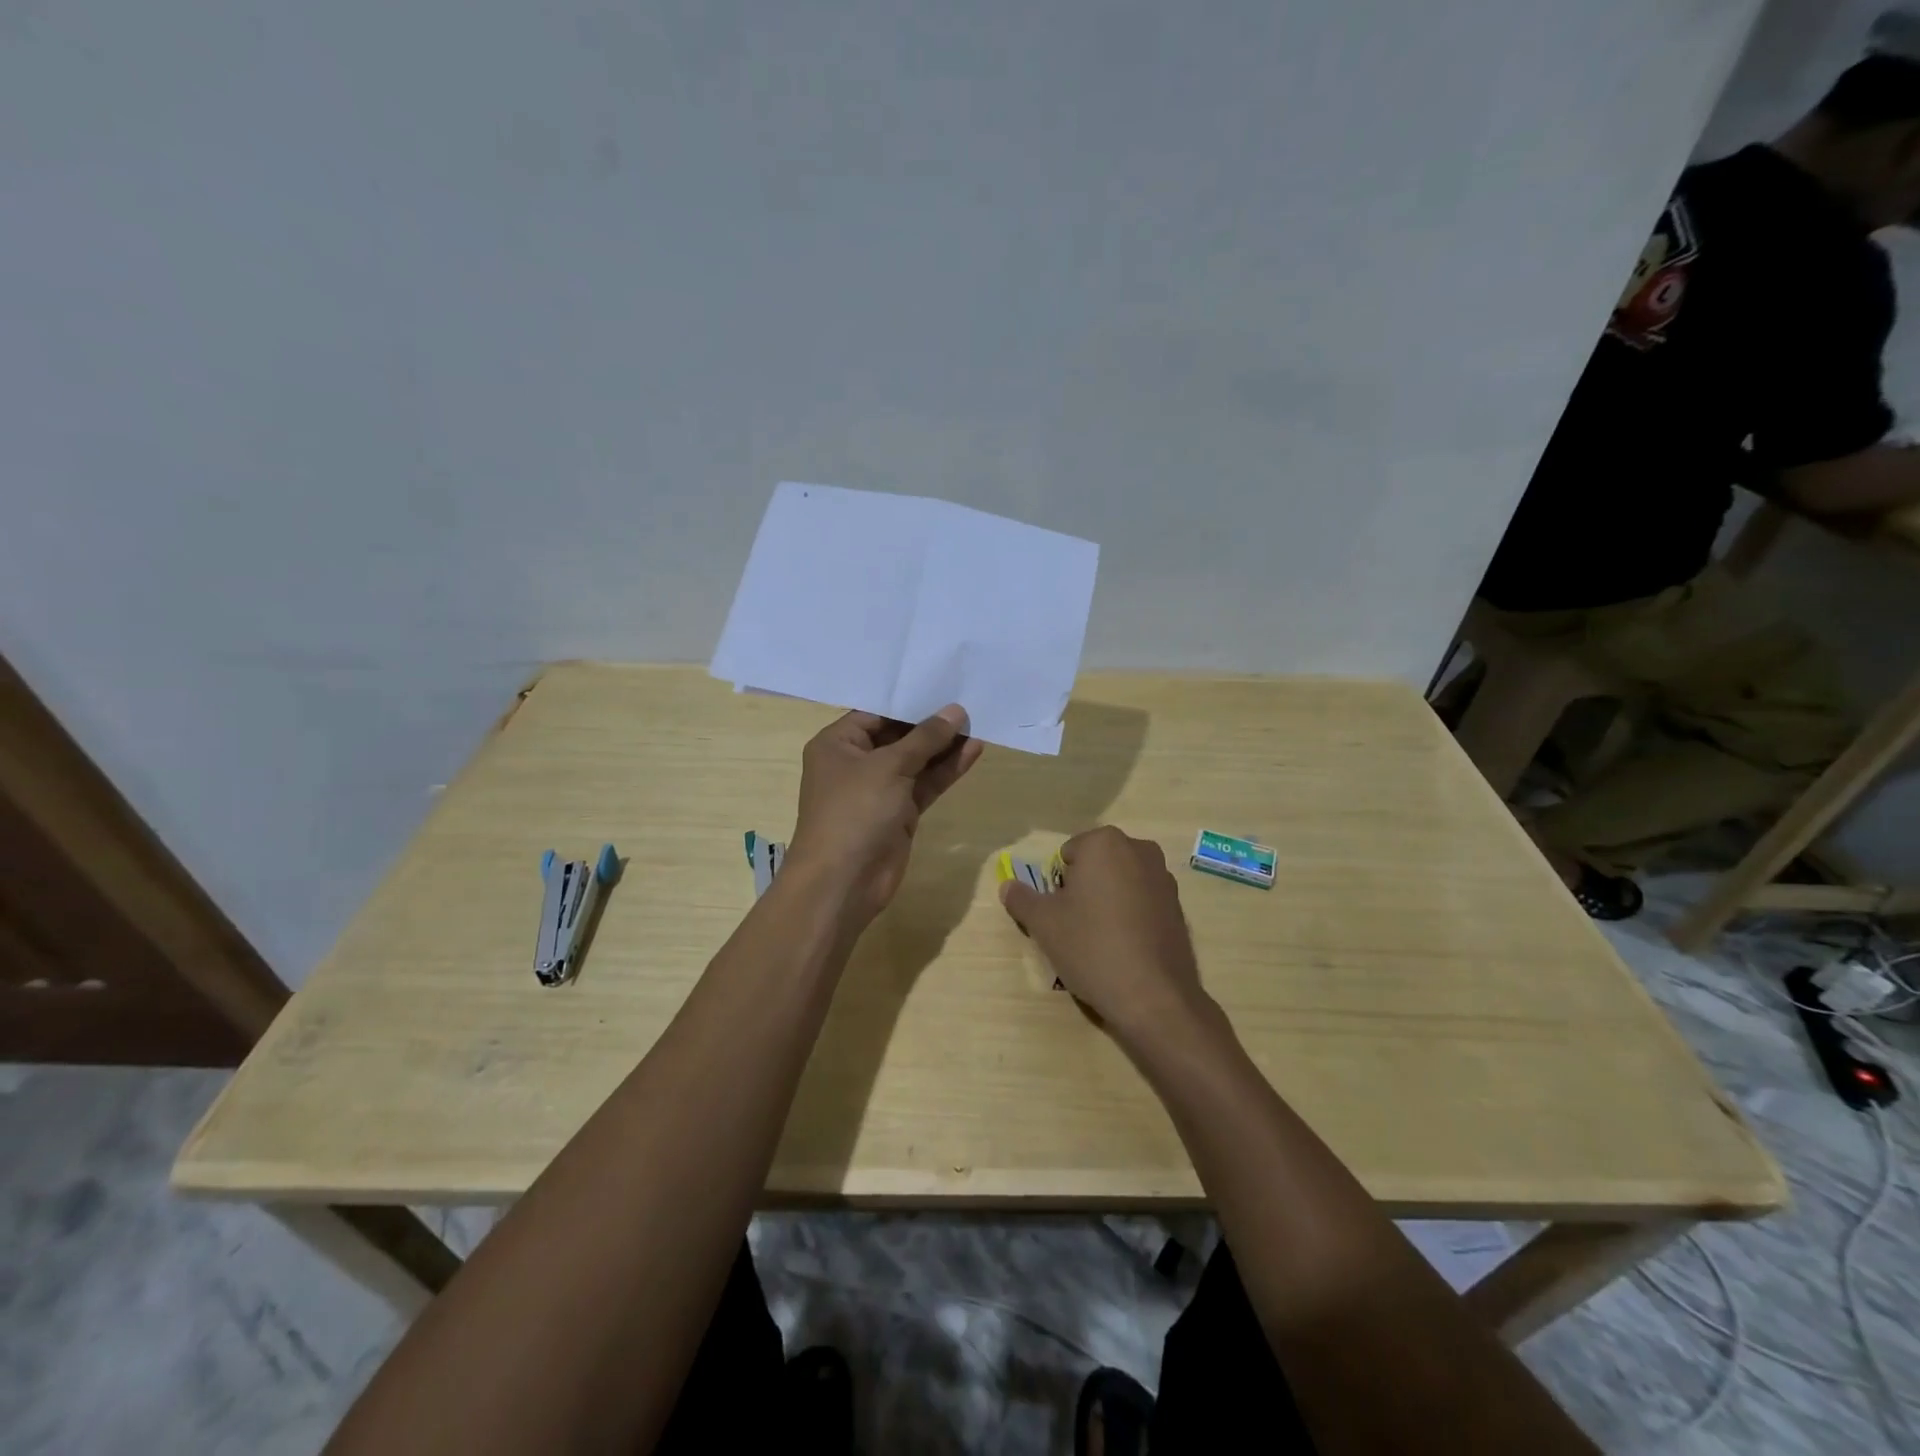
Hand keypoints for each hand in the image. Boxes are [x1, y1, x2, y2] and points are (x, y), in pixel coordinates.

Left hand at [785, 705, 984, 926]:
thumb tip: (955, 711)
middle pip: (898, 736)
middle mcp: (856, 763)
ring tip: (978, 724)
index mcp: (838, 744)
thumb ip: (925, 738)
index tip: (943, 685)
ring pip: (916, 761)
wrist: (844, 881)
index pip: (876, 712)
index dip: (909, 701)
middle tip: (968, 702)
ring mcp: (879, 790)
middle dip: (931, 724)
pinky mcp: (899, 813)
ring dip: (944, 747)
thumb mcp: (889, 767)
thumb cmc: (855, 811)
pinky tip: (973, 752)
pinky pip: (925, 784)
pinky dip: (946, 770)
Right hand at [998, 826, 1210, 1044]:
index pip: (1068, 854)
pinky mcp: (1179, 907)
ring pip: (1121, 883)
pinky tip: (1126, 949)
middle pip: (1097, 865)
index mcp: (1105, 843)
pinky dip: (1131, 916)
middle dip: (1084, 888)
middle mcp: (1139, 850)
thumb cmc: (1091, 947)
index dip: (1058, 884)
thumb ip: (1021, 899)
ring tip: (1101, 941)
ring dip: (1108, 901)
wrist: (1153, 996)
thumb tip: (1007, 886)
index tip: (1060, 913)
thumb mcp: (1044, 924)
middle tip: (1076, 926)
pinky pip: (1143, 903)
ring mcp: (1164, 878)